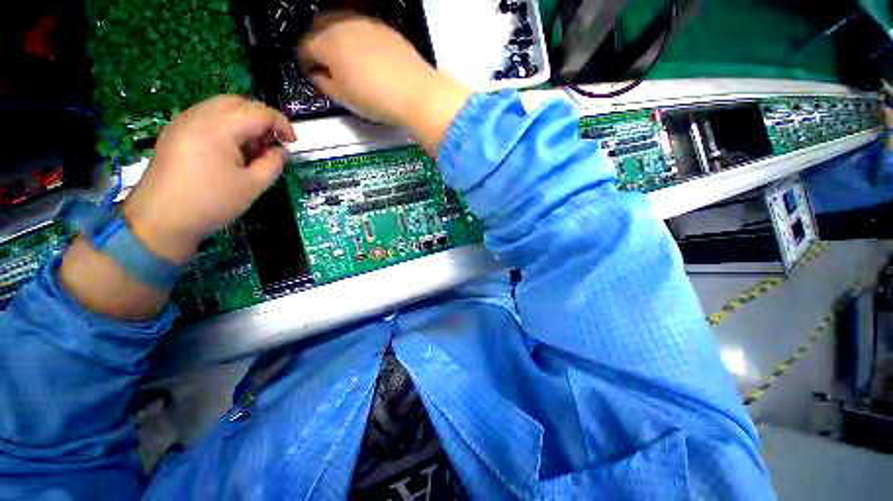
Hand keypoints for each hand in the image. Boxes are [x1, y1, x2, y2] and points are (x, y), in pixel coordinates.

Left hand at [123, 95, 296, 262]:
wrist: (161, 220)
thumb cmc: (211, 203)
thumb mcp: (253, 186)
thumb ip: (273, 163)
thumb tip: (278, 151)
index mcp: (219, 128)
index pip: (259, 112)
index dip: (282, 124)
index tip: (293, 142)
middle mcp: (198, 116)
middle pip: (239, 103)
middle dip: (262, 120)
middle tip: (272, 144)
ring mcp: (183, 122)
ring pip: (222, 107)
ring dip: (245, 122)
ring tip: (252, 149)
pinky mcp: (175, 132)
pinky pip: (207, 116)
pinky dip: (227, 126)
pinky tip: (231, 149)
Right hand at [298, 12, 471, 154]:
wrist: (416, 93)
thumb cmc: (375, 99)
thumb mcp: (343, 98)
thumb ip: (324, 83)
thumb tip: (317, 74)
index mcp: (327, 42)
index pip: (304, 47)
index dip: (304, 62)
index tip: (310, 73)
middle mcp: (344, 24)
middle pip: (319, 27)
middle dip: (316, 44)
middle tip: (324, 65)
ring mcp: (366, 23)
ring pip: (341, 24)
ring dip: (336, 39)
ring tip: (345, 61)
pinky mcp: (385, 29)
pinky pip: (362, 29)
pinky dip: (357, 39)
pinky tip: (366, 57)